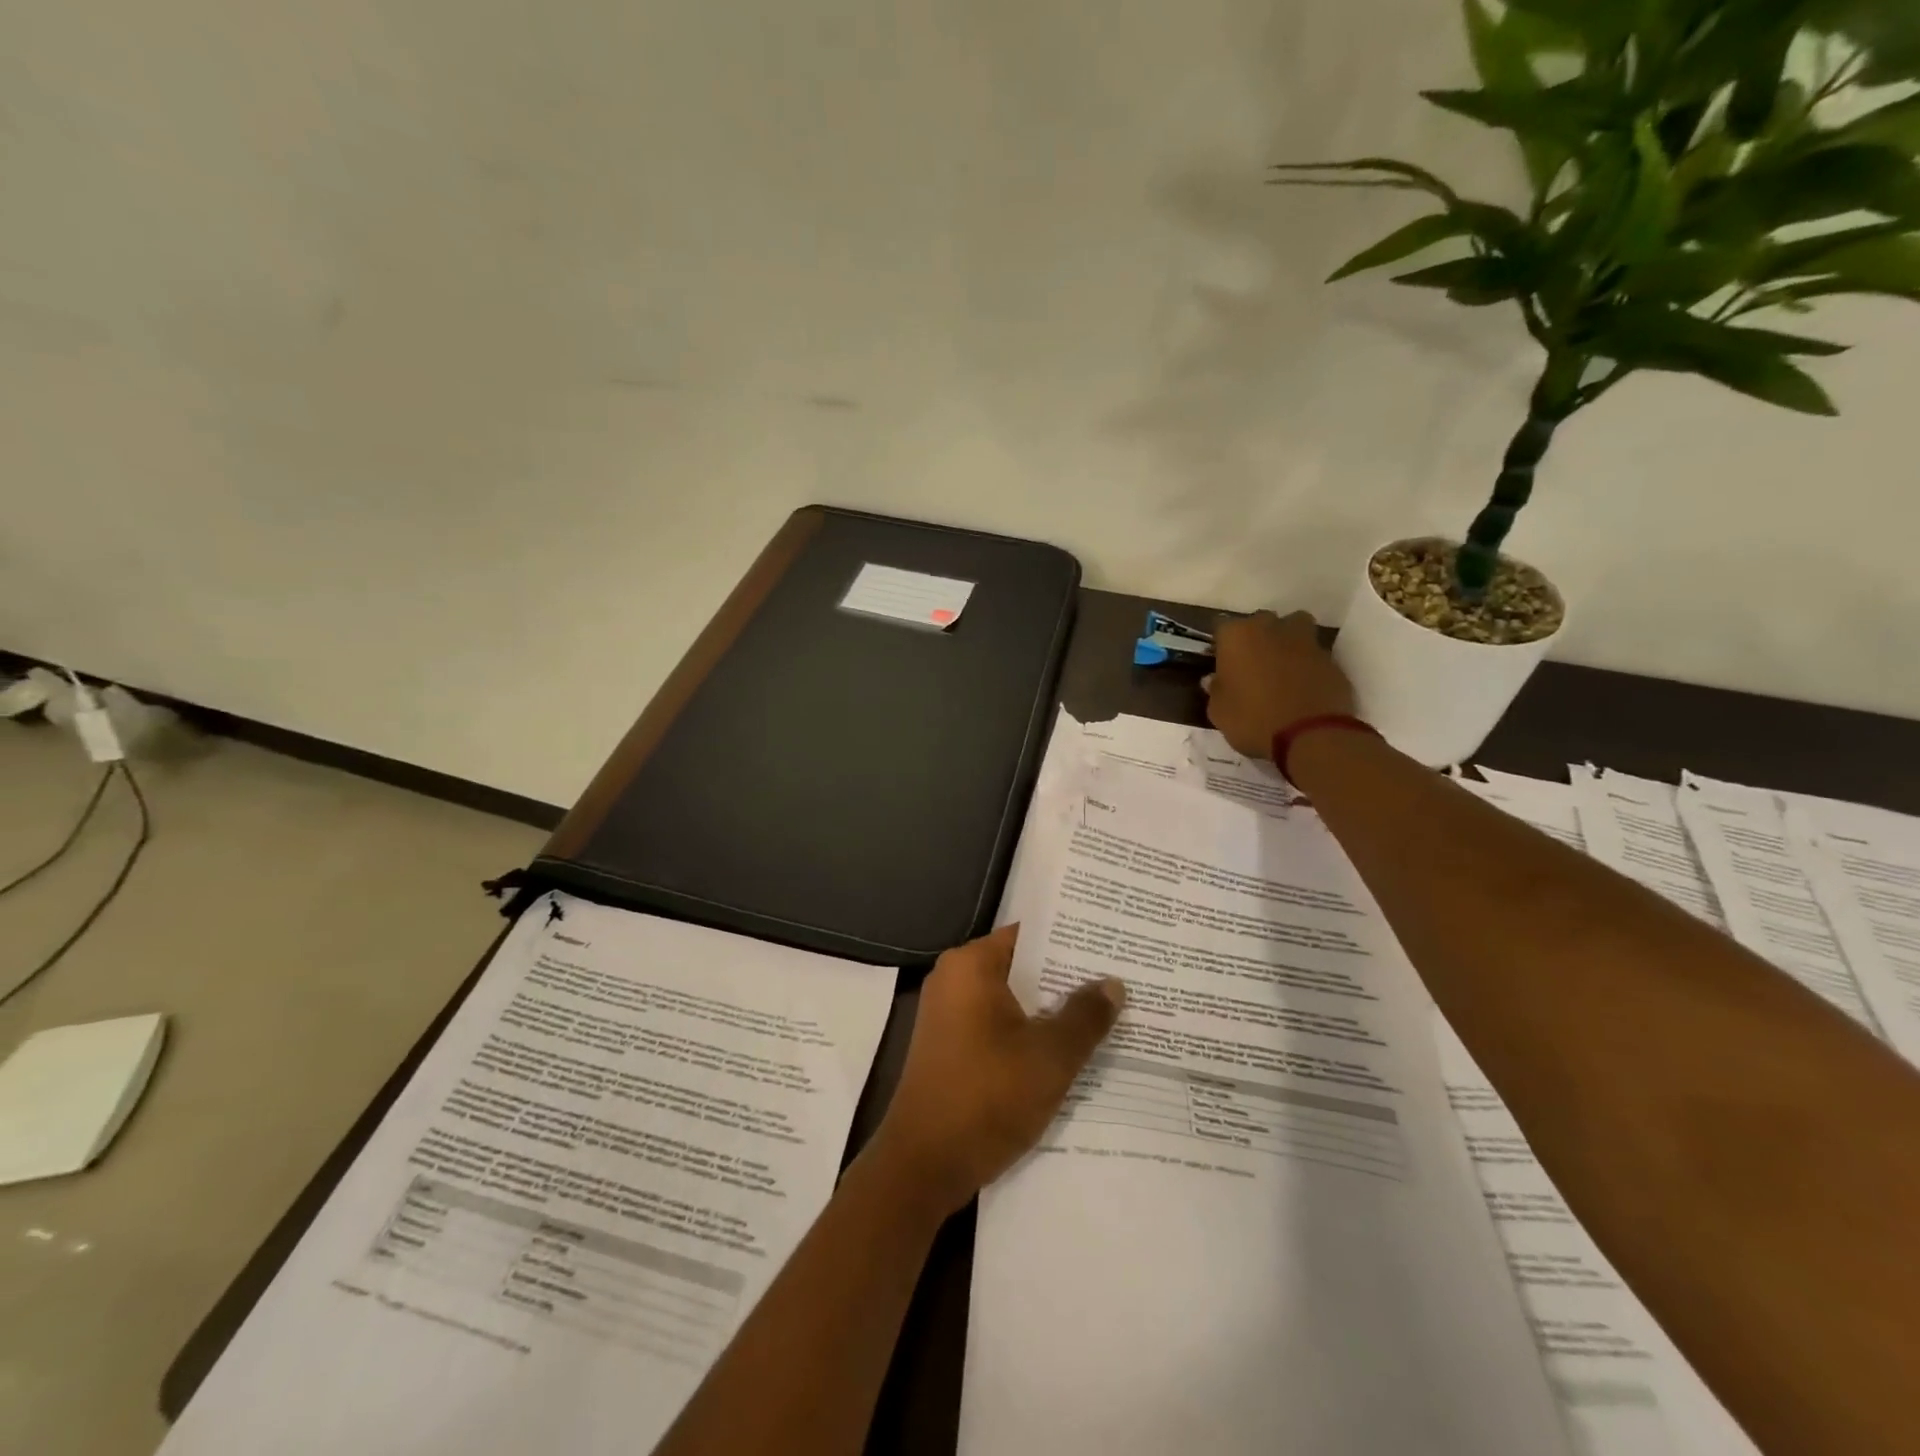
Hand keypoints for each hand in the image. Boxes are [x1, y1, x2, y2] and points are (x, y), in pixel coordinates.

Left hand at [871, 925, 1123, 1217]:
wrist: (922, 1166)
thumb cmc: (986, 1097)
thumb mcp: (1049, 1057)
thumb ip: (1085, 1016)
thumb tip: (1113, 983)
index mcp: (971, 965)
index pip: (1030, 934)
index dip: (1072, 940)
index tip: (1112, 943)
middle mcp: (954, 979)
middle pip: (1022, 966)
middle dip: (1067, 977)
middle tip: (1121, 978)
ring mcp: (949, 1014)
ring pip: (1012, 999)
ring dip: (1051, 1009)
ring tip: (1106, 1011)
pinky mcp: (951, 1046)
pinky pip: (998, 1025)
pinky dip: (1029, 1032)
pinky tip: (1069, 1048)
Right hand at [1205, 610, 1355, 760]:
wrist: (1311, 735)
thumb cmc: (1253, 720)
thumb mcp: (1219, 712)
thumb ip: (1216, 690)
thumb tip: (1215, 680)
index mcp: (1237, 636)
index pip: (1221, 628)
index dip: (1221, 646)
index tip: (1220, 664)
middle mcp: (1271, 628)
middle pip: (1260, 622)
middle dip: (1255, 638)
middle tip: (1251, 665)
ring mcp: (1305, 640)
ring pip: (1293, 627)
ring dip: (1287, 639)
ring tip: (1282, 665)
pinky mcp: (1331, 658)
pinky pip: (1314, 654)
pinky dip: (1308, 664)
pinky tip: (1303, 686)